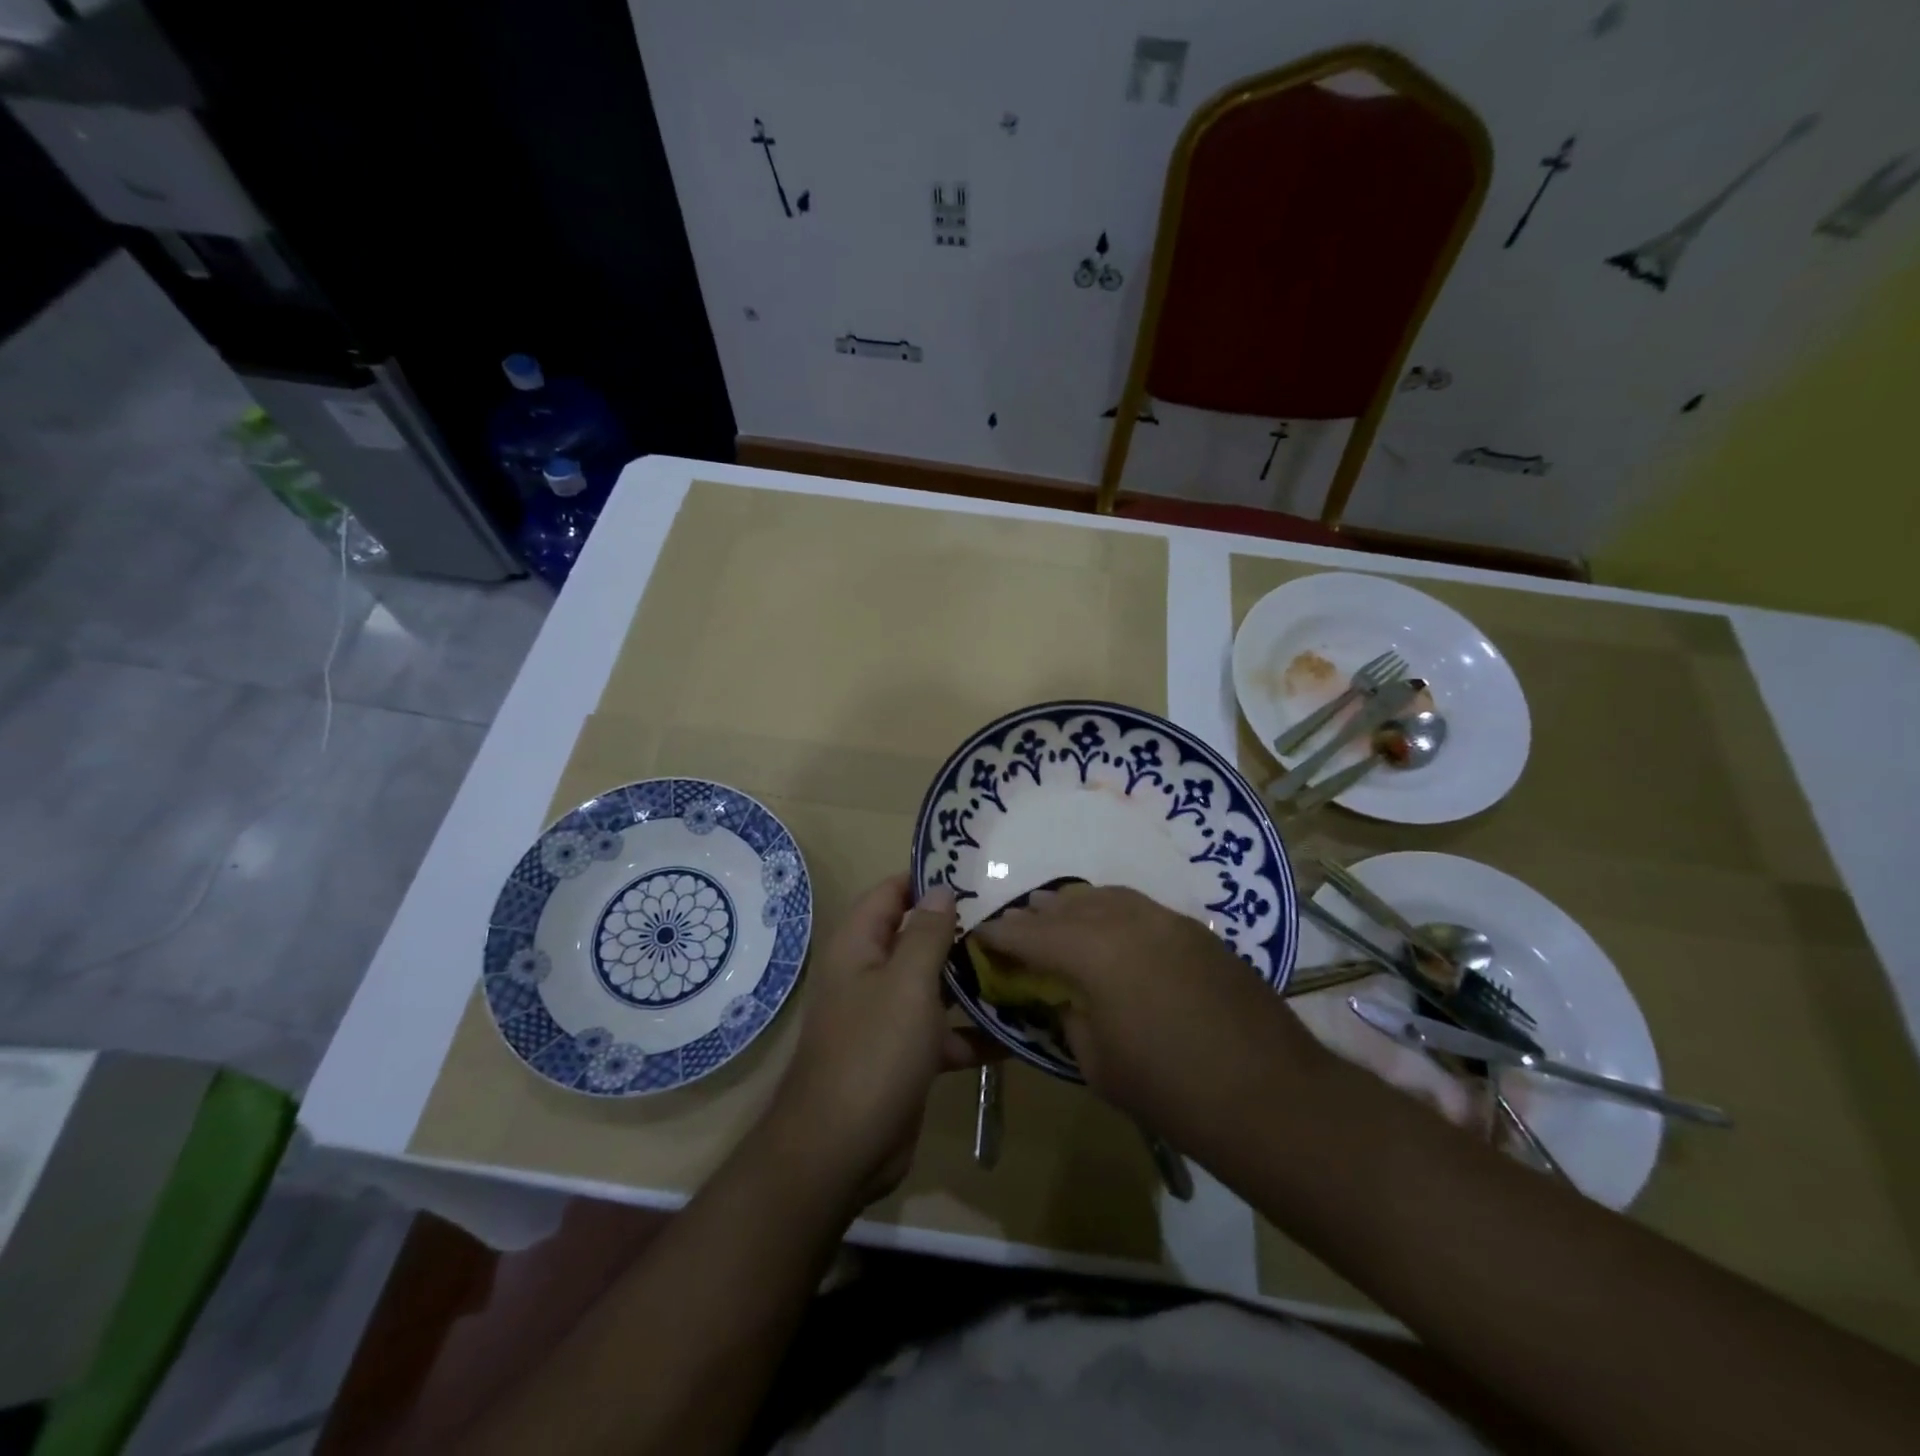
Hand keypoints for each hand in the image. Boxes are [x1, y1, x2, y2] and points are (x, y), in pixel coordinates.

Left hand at [769, 876, 992, 1208]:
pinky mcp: (905, 1057)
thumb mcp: (907, 983)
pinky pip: (943, 1033)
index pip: (891, 893)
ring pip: (934, 986)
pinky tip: (1017, 1033)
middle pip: (917, 939)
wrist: (841, 1150)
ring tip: (1025, 967)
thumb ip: (927, 933)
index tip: (976, 874)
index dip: (928, 880)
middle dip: (961, 931)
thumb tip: (940, 889)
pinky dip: (973, 1033)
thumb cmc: (874, 1051)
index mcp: (859, 946)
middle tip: (1014, 920)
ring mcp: (887, 1018)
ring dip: (973, 981)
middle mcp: (870, 975)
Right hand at [974, 884, 1325, 1128]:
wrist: (1271, 1096)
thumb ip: (1071, 1017)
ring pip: (1109, 898)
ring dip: (1077, 904)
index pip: (1033, 934)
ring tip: (1056, 910)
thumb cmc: (1171, 1090)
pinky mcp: (1198, 933)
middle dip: (1038, 914)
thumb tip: (1066, 996)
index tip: (981, 932)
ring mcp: (1169, 921)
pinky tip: (1111, 927)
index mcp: (1095, 952)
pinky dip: (1114, 911)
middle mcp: (1129, 921)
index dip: (1002, 934)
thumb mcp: (1098, 1063)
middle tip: (1015, 920)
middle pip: (1070, 907)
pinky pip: (1141, 909)